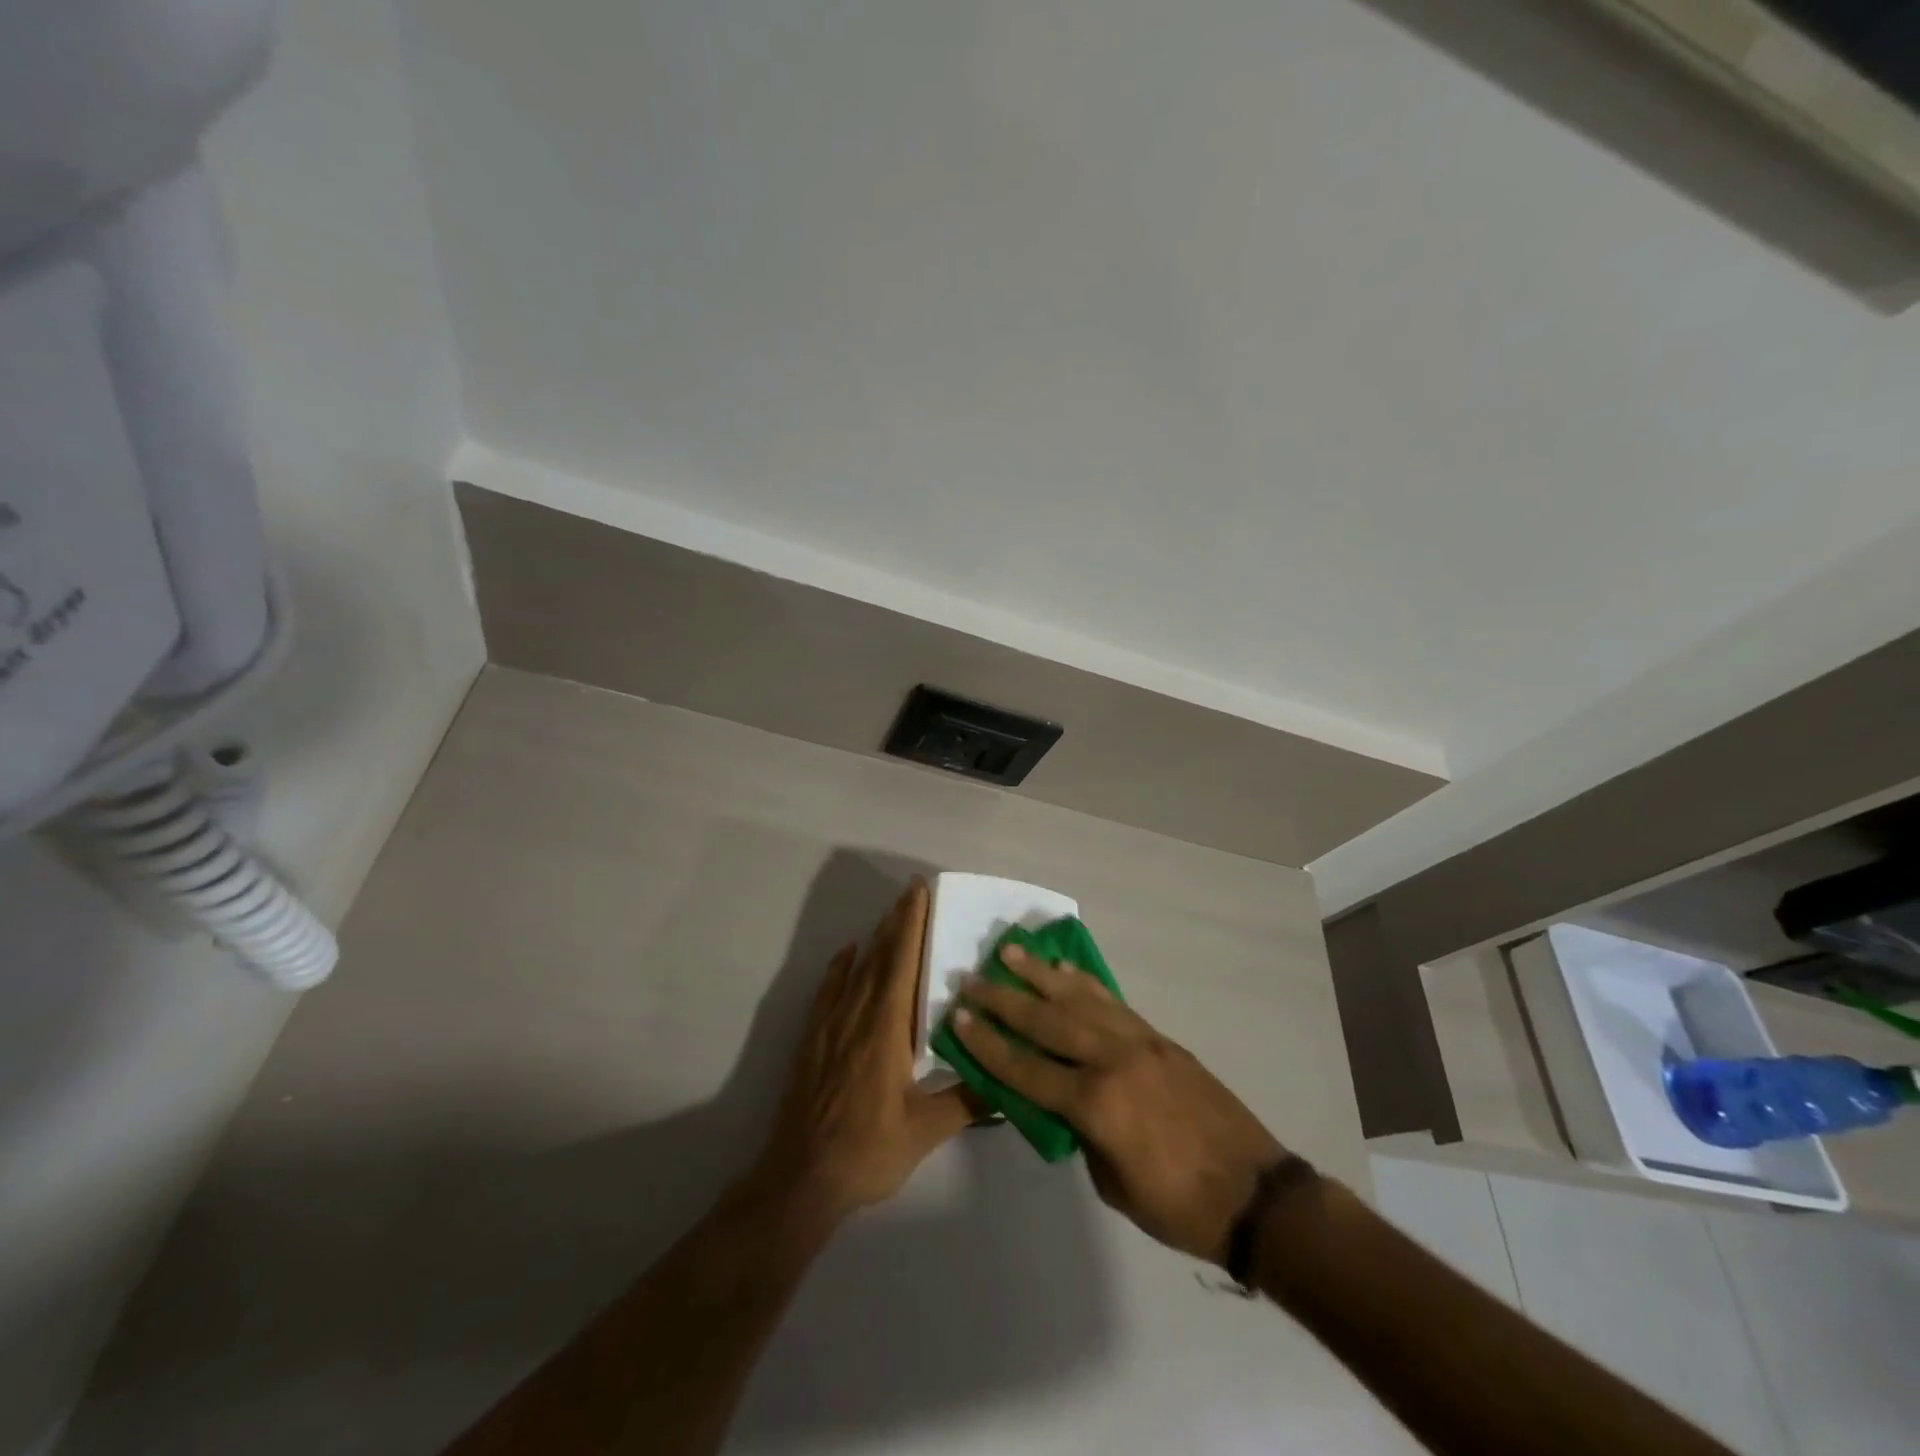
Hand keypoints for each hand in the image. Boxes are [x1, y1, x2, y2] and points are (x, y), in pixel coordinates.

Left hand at [751, 880, 973, 1222]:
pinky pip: (828, 990)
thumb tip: (1009, 1080)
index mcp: (886, 1029)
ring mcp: (830, 1025)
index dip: (912, 924)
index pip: (902, 962)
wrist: (802, 1178)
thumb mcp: (926, 1131)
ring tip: (891, 914)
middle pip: (880, 956)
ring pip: (856, 969)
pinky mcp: (813, 1039)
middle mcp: (857, 1015)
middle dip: (897, 921)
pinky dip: (839, 967)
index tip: (920, 892)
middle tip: (912, 892)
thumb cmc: (868, 1150)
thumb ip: (968, 1101)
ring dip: (875, 938)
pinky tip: (848, 952)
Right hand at [951, 945, 1284, 1263]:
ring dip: (1041, 974)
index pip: (1026, 1068)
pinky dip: (1084, 984)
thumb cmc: (1179, 1206)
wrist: (1255, 1194)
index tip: (958, 1017)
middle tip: (972, 977)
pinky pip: (1113, 1003)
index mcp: (1096, 1104)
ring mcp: (1139, 1042)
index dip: (988, 1044)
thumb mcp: (1113, 1184)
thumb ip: (1081, 1133)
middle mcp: (1112, 1060)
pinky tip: (1065, 971)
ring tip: (1010, 951)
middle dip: (1004, 999)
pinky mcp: (1159, 1038)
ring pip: (1079, 999)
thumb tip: (1064, 1101)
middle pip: (1047, 1021)